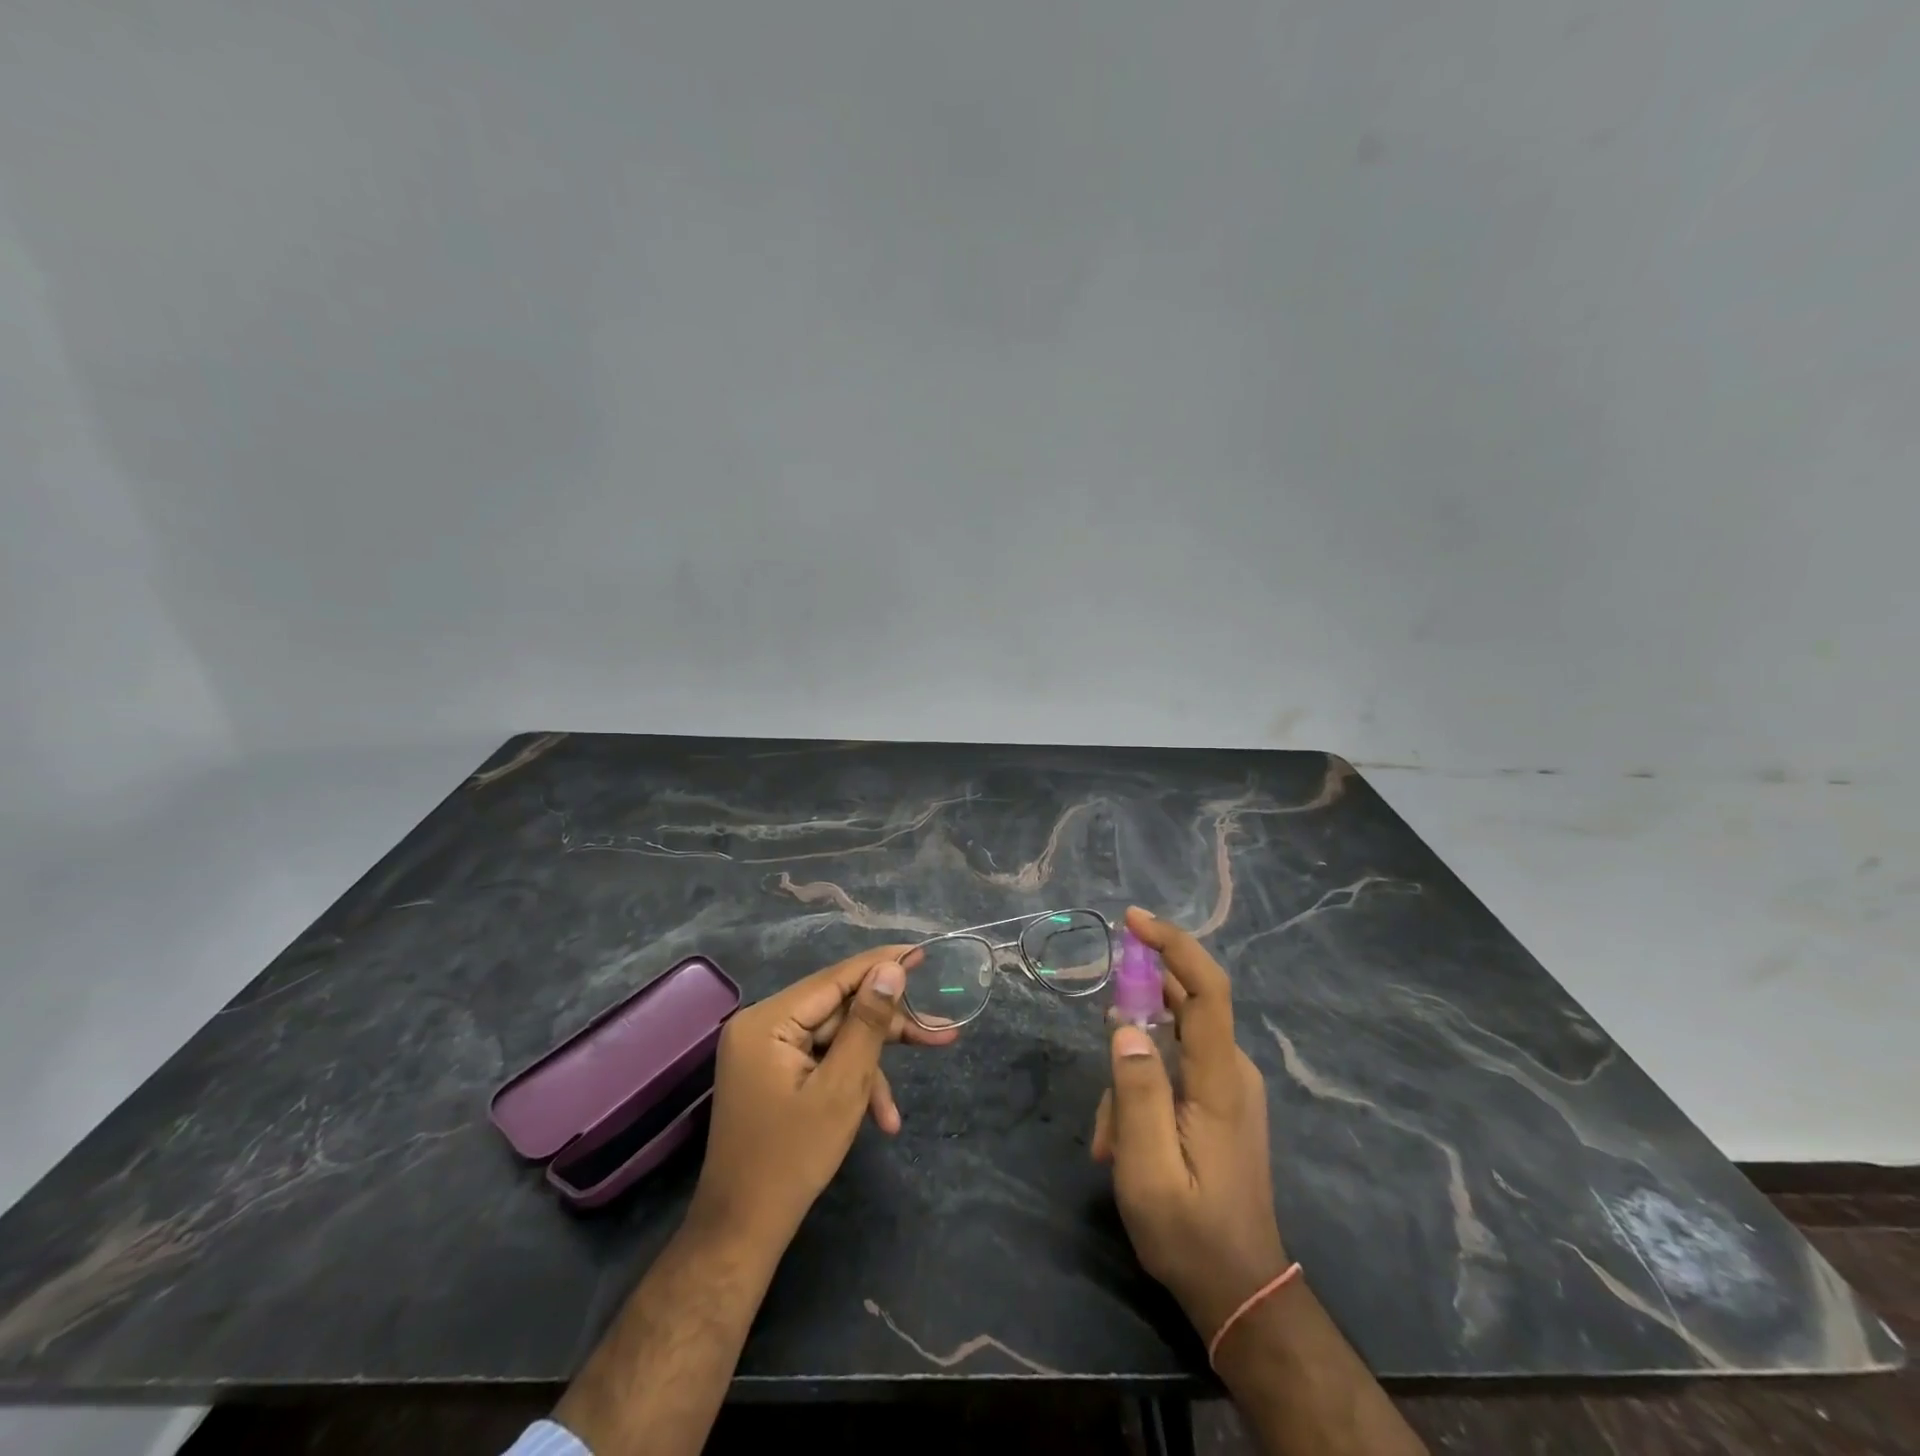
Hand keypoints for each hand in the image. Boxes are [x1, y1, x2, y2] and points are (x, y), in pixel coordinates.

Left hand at [691, 945, 956, 1249]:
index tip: (922, 953)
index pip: (835, 978)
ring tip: (899, 1106)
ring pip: (835, 1038)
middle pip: (838, 1010)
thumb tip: (891, 969)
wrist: (741, 1232)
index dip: (882, 965)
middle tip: (939, 1031)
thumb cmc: (792, 1158)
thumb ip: (868, 1023)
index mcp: (768, 1020)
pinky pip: (821, 1061)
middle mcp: (762, 1025)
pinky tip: (880, 1119)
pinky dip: (850, 1083)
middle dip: (887, 1029)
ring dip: (871, 1067)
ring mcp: (766, 1050)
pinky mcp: (773, 1073)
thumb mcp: (842, 1088)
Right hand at [1091, 908, 1290, 1339]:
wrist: (1240, 1291)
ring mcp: (1227, 1086)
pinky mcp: (1218, 1101)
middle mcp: (1232, 1071)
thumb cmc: (1190, 1234)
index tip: (1133, 921)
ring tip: (1107, 1140)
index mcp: (1221, 1080)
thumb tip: (1125, 1025)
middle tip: (1098, 1022)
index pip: (1208, 990)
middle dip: (1134, 1007)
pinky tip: (1120, 1140)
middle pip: (1184, 1006)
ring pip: (1168, 1044)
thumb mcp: (1147, 1170)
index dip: (1174, 945)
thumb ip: (1136, 1093)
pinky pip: (1172, 1069)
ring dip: (1129, 1077)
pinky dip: (1140, 1091)